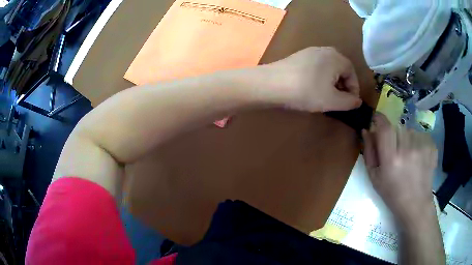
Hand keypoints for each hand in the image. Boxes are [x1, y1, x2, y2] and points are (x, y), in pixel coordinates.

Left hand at [265, 47, 361, 111]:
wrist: (272, 83)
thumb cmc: (307, 91)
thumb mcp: (333, 101)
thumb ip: (349, 102)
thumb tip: (357, 101)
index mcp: (336, 57)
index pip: (352, 74)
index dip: (353, 90)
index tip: (350, 104)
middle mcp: (325, 50)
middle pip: (341, 70)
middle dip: (342, 86)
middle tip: (338, 101)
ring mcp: (309, 52)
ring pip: (328, 69)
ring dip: (331, 83)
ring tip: (325, 97)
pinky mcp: (298, 57)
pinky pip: (316, 68)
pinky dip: (319, 78)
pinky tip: (311, 89)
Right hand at [362, 113, 437, 224]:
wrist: (416, 204)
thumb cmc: (392, 194)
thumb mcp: (374, 177)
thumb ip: (369, 152)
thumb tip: (366, 130)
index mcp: (391, 159)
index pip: (385, 128)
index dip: (379, 119)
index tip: (376, 118)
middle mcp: (407, 150)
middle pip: (397, 127)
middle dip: (394, 135)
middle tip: (396, 151)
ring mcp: (422, 147)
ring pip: (409, 130)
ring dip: (406, 138)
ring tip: (408, 156)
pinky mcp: (431, 147)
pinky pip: (420, 134)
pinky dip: (417, 141)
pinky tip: (418, 156)